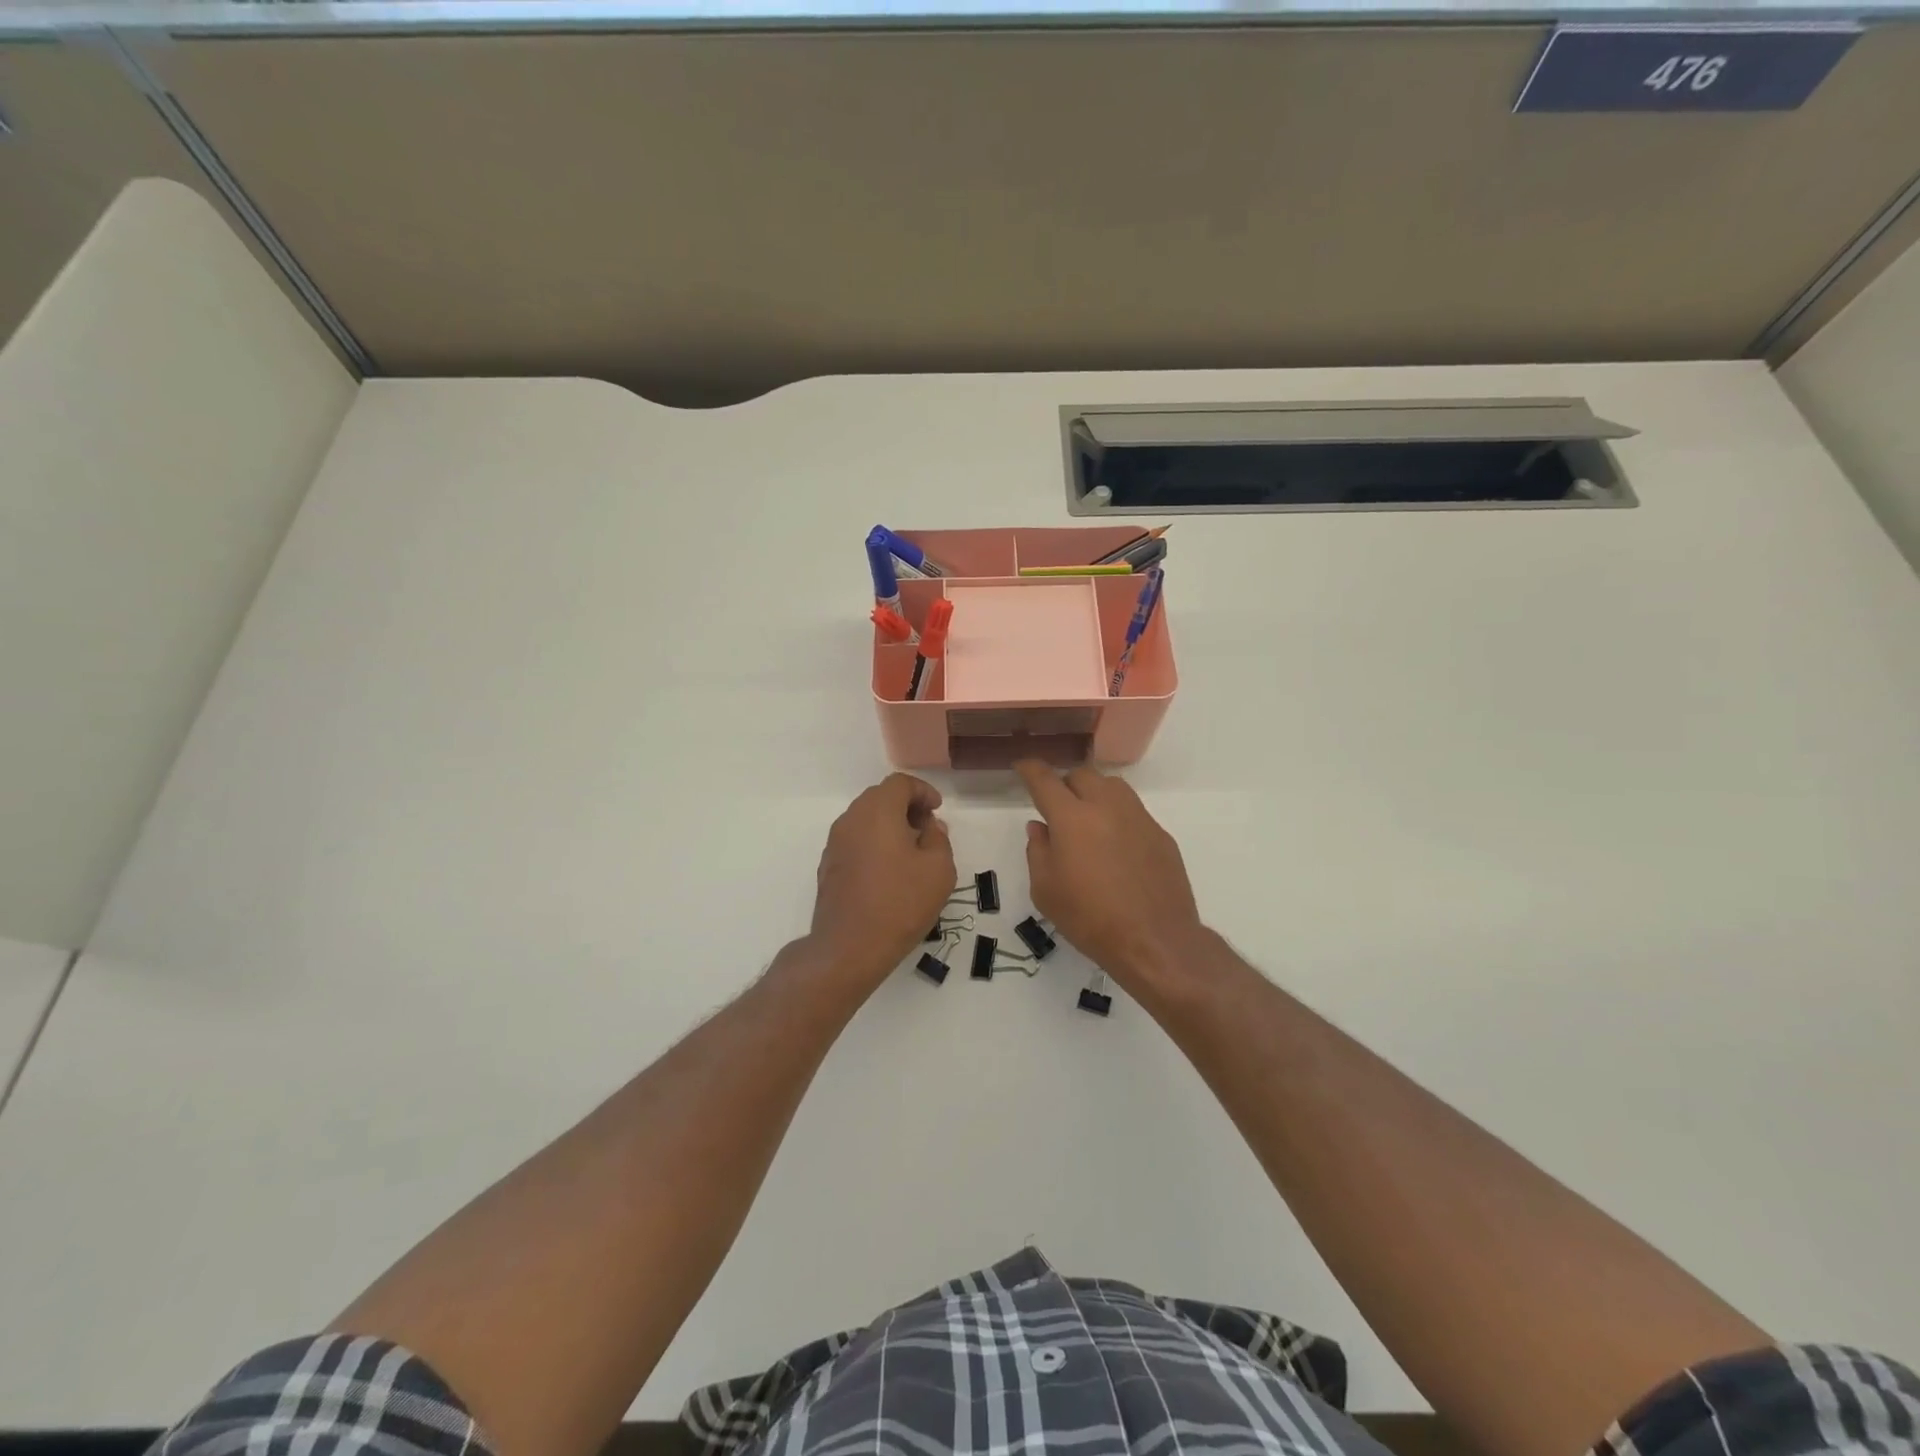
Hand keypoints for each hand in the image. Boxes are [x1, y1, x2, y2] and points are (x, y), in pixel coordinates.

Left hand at [808, 774, 956, 988]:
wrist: (849, 947)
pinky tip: (889, 871)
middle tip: (927, 829)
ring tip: (911, 851)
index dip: (923, 791)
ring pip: (865, 819)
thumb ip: (938, 838)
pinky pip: (855, 841)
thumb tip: (929, 827)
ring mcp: (835, 843)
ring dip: (889, 825)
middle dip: (906, 806)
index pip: (900, 783)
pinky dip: (874, 843)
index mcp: (878, 811)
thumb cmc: (900, 903)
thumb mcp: (939, 869)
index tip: (937, 810)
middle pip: (879, 797)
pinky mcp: (828, 866)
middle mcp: (851, 819)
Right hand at [1015, 760, 1208, 992]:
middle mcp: (1107, 807)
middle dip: (1065, 784)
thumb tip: (1040, 827)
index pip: (1045, 780)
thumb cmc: (1090, 918)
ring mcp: (1139, 818)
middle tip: (1057, 807)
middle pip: (1082, 775)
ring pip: (1112, 786)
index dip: (1030, 769)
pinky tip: (1116, 847)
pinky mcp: (1161, 834)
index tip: (1022, 766)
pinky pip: (1133, 811)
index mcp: (1072, 818)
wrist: (1154, 940)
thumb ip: (1038, 851)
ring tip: (1088, 820)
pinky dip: (1117, 817)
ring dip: (1094, 794)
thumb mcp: (1045, 890)